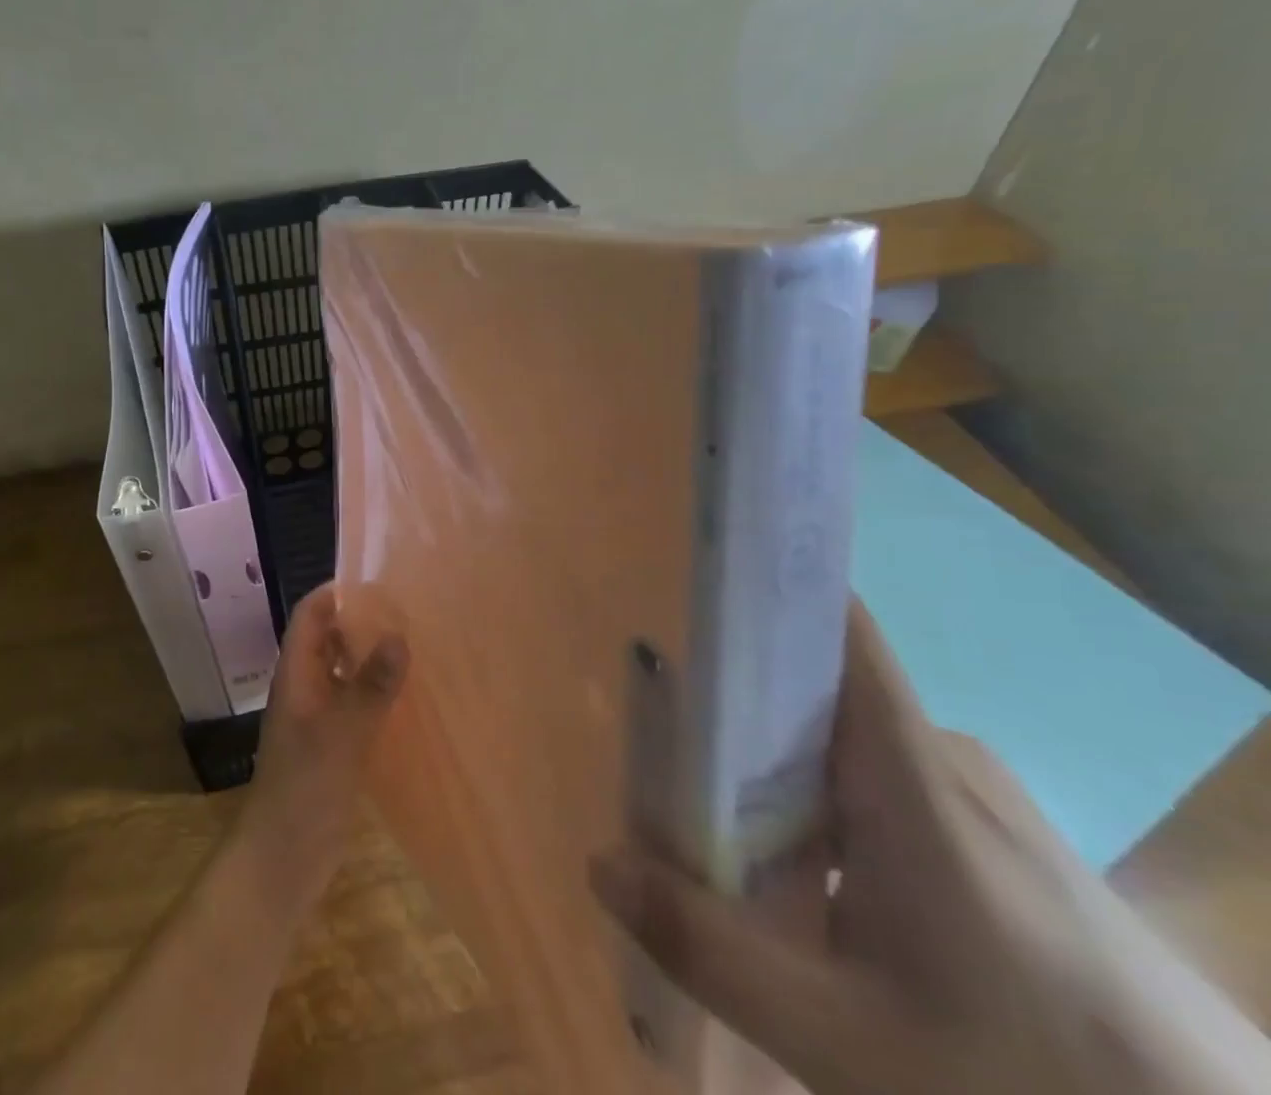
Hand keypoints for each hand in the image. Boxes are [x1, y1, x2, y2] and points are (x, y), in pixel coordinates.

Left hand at [238, 584, 407, 898]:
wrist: (282, 859)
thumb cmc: (305, 788)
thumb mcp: (342, 733)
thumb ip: (370, 686)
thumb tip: (398, 636)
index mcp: (296, 675)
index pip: (310, 615)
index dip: (336, 593)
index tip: (378, 583)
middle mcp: (304, 688)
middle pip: (328, 639)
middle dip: (360, 622)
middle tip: (408, 612)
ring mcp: (317, 718)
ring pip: (343, 673)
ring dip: (370, 658)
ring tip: (415, 646)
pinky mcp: (332, 746)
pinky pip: (354, 705)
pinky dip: (375, 694)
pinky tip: (407, 699)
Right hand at [590, 601, 1270, 1094]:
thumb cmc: (1030, 1086)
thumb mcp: (847, 1043)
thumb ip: (710, 950)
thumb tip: (601, 861)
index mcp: (911, 773)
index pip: (838, 631)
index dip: (768, 591)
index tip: (694, 585)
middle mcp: (946, 761)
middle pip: (817, 697)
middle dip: (737, 717)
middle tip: (672, 765)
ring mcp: (986, 802)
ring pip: (850, 751)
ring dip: (782, 777)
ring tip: (729, 835)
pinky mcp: (1008, 845)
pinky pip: (891, 791)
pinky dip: (833, 815)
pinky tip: (821, 893)